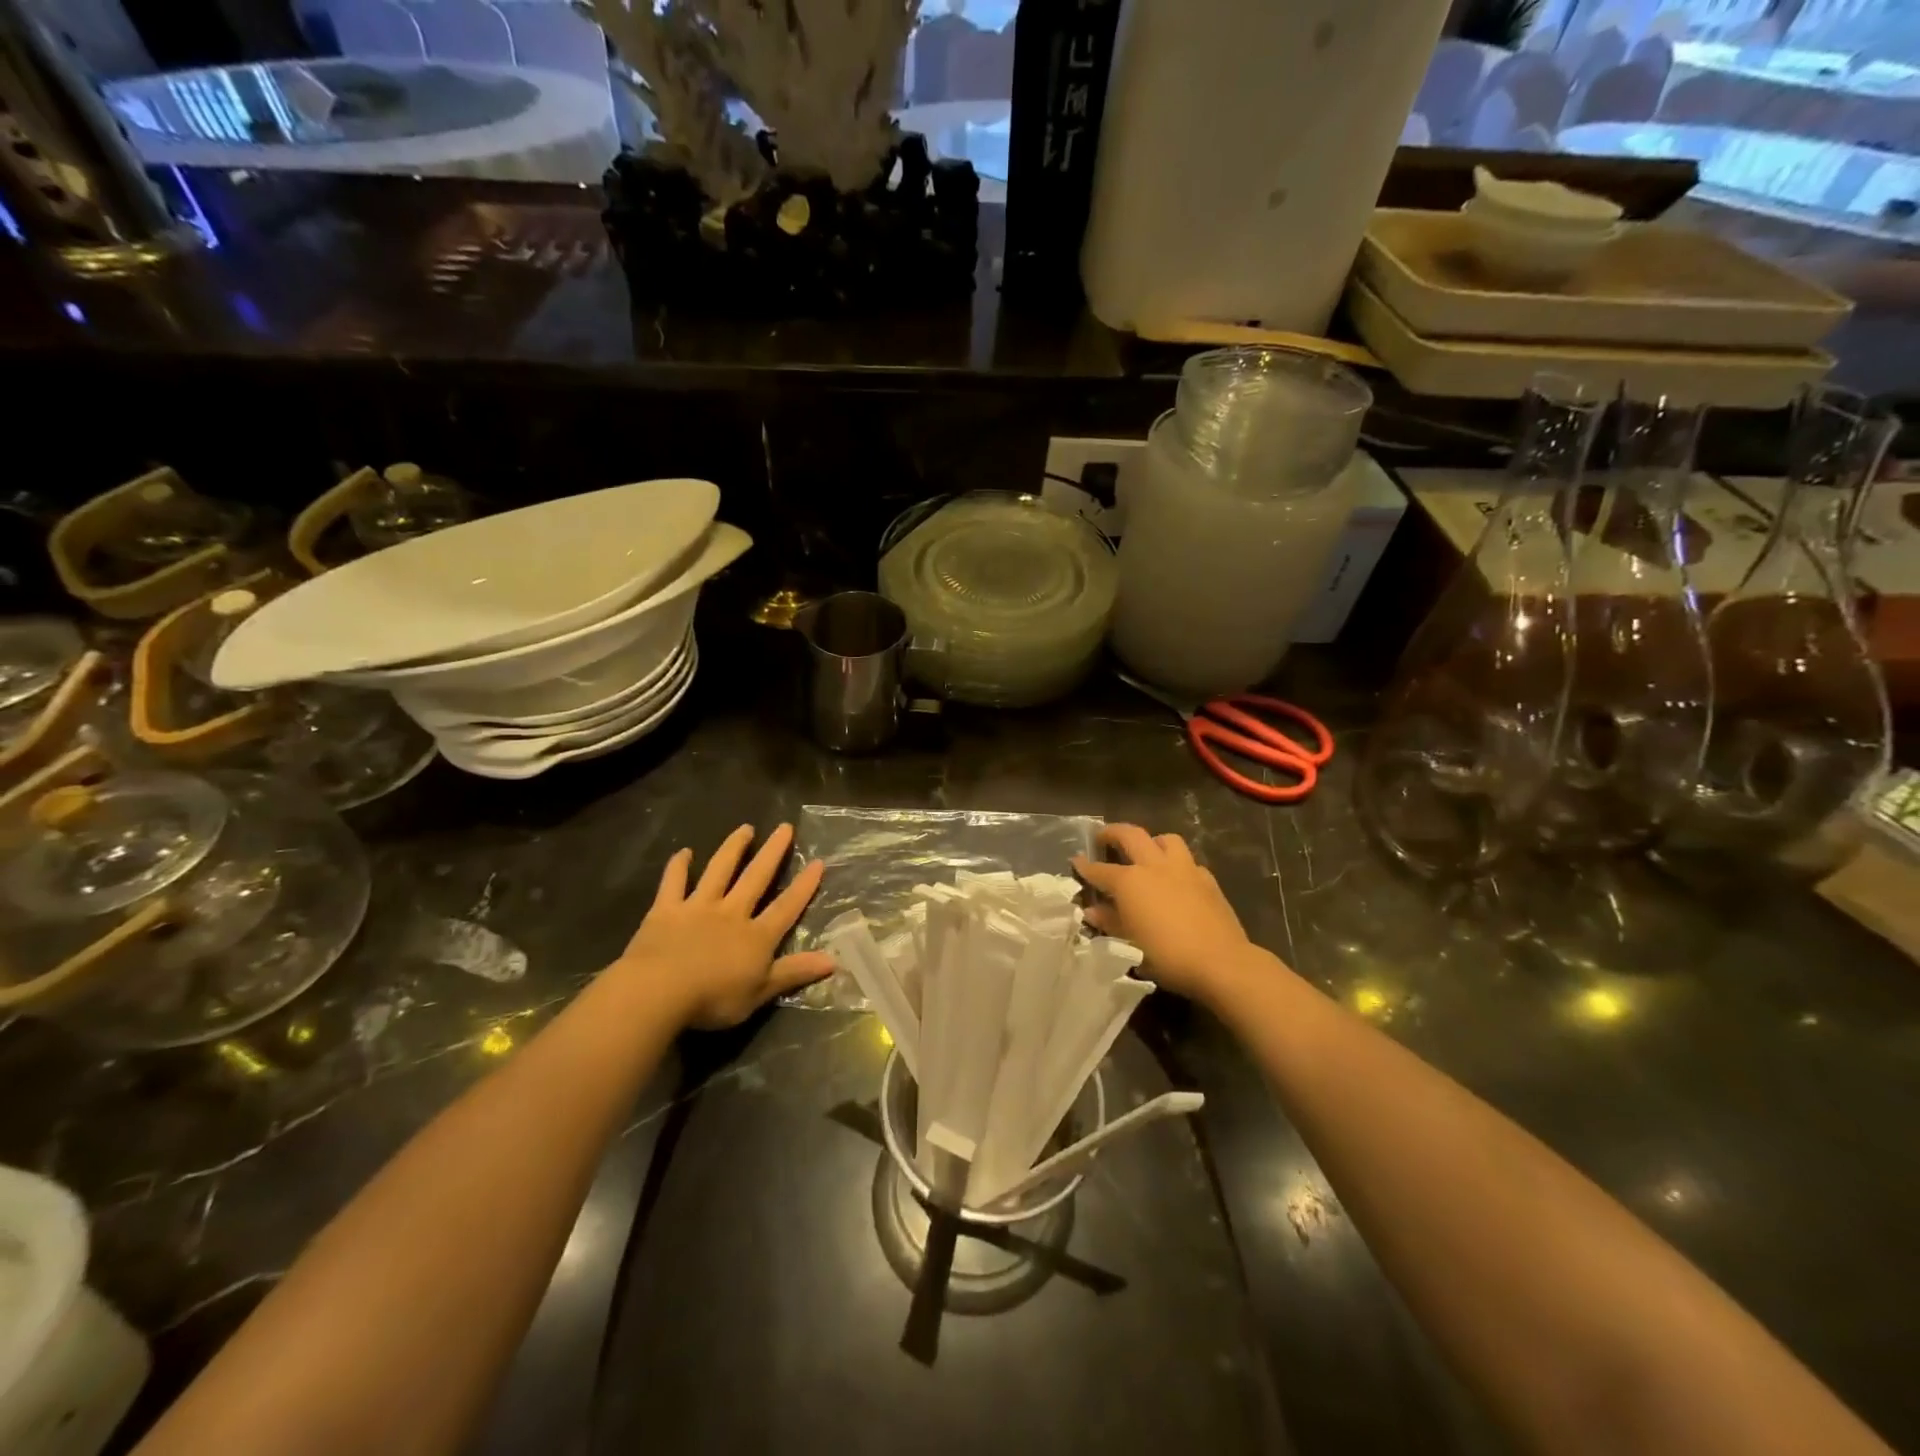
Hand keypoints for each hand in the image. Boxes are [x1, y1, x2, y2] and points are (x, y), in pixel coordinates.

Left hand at [620, 823, 835, 1029]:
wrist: (659, 990)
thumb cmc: (713, 998)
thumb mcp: (760, 992)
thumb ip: (794, 973)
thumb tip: (834, 961)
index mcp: (756, 936)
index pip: (787, 907)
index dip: (804, 886)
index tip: (818, 862)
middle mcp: (731, 913)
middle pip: (756, 878)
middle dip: (773, 852)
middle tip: (785, 827)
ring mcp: (698, 907)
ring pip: (719, 871)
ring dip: (733, 848)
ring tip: (745, 828)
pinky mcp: (666, 910)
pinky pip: (674, 883)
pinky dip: (678, 867)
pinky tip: (684, 852)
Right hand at [1073, 825, 1255, 1002]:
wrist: (1221, 962)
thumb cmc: (1167, 955)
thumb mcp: (1130, 943)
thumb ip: (1111, 921)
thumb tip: (1092, 911)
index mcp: (1130, 881)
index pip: (1100, 869)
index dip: (1085, 866)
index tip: (1076, 861)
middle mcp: (1155, 866)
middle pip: (1131, 835)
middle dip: (1113, 833)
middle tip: (1103, 837)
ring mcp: (1184, 869)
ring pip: (1165, 839)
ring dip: (1151, 841)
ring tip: (1146, 852)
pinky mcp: (1207, 879)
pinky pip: (1188, 861)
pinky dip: (1177, 864)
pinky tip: (1176, 879)